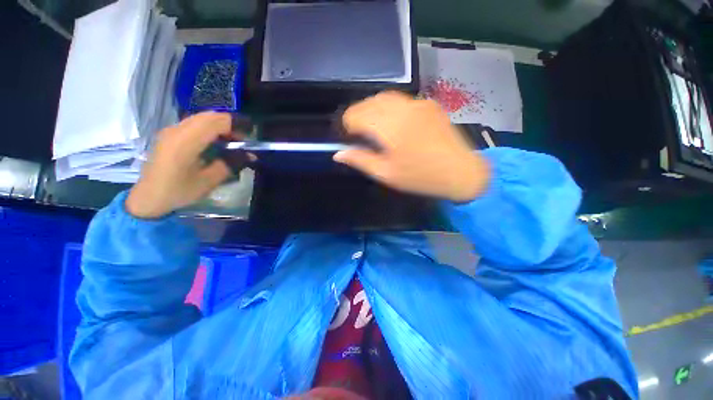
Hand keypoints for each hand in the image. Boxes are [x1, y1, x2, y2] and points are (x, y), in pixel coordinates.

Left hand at [126, 112, 248, 218]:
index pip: (216, 121)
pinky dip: (210, 128)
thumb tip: (251, 155)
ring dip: (220, 126)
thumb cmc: (179, 191)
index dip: (237, 124)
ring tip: (232, 141)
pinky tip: (216, 142)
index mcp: (186, 141)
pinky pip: (194, 123)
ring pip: (202, 118)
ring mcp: (171, 130)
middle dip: (230, 124)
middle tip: (243, 140)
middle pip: (209, 116)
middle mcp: (177, 130)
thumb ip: (231, 164)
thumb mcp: (209, 181)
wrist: (148, 197)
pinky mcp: (170, 134)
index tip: (251, 134)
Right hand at [334, 91, 490, 202]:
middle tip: (361, 134)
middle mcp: (402, 108)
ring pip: (384, 97)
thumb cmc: (420, 177)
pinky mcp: (429, 104)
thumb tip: (338, 154)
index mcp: (389, 127)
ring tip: (374, 127)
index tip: (351, 138)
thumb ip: (361, 160)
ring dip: (373, 109)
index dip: (348, 125)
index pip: (355, 114)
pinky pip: (401, 100)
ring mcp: (418, 102)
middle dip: (359, 116)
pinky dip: (389, 108)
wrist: (460, 171)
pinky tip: (394, 123)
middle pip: (369, 102)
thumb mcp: (386, 174)